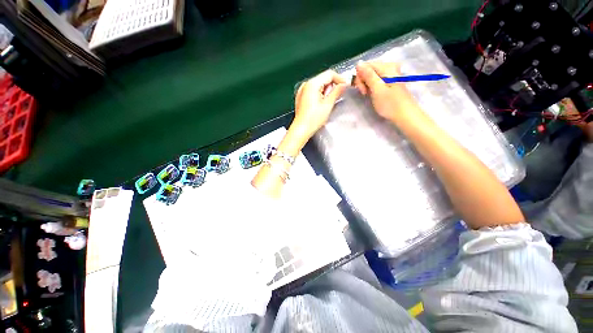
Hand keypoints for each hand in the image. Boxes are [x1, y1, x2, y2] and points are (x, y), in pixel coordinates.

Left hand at [293, 70, 347, 138]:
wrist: (301, 130)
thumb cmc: (312, 119)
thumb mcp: (328, 105)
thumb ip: (337, 92)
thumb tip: (343, 85)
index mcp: (312, 84)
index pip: (329, 74)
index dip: (340, 79)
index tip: (346, 86)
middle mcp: (305, 85)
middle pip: (324, 79)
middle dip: (332, 86)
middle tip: (336, 97)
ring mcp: (302, 91)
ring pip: (319, 85)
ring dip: (326, 92)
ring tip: (326, 104)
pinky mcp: (301, 98)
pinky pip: (313, 92)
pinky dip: (319, 95)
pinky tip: (320, 105)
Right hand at [353, 61, 418, 122]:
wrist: (404, 115)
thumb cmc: (390, 104)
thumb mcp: (377, 89)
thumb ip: (368, 75)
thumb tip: (359, 63)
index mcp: (387, 67)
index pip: (365, 65)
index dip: (360, 77)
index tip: (362, 90)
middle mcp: (389, 67)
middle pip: (368, 69)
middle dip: (363, 81)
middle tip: (365, 94)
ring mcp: (390, 74)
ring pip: (370, 75)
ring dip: (366, 85)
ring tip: (368, 95)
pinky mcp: (389, 81)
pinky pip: (375, 80)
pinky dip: (371, 87)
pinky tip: (372, 94)